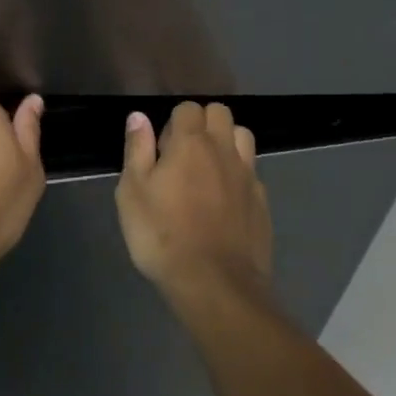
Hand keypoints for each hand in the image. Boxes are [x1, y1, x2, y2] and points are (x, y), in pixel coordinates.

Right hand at [116, 102, 271, 305]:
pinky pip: (253, 173)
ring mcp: (247, 176)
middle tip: (184, 154)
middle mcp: (223, 151)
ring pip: (243, 137)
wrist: (216, 287)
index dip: (174, 122)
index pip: (188, 108)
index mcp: (191, 143)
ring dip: (227, 142)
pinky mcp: (262, 203)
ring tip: (209, 170)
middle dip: (203, 122)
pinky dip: (239, 176)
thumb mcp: (133, 193)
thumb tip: (138, 116)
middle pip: (220, 113)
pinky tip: (226, 202)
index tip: (162, 149)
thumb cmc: (164, 236)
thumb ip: (137, 149)